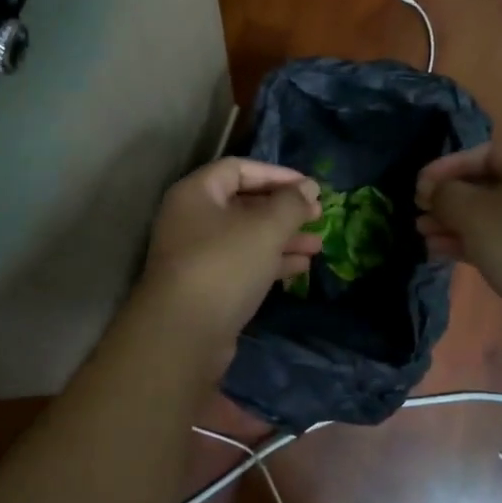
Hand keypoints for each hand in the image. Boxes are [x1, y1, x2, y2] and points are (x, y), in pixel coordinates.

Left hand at [139, 158, 322, 362]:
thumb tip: (308, 188)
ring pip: (246, 236)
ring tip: (317, 245)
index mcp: (196, 193)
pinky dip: (270, 262)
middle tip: (318, 217)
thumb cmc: (224, 265)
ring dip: (282, 238)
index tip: (310, 187)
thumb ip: (290, 204)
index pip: (239, 169)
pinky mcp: (206, 286)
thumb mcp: (265, 228)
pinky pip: (242, 263)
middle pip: (243, 203)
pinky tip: (301, 268)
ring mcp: (197, 254)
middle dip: (283, 210)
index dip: (277, 174)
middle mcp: (191, 219)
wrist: (184, 334)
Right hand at [415, 141, 501, 368]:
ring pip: (488, 217)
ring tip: (421, 232)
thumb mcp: (475, 212)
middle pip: (486, 186)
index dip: (448, 166)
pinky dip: (467, 243)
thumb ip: (446, 193)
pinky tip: (437, 250)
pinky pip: (495, 242)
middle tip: (419, 209)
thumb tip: (433, 192)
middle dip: (448, 198)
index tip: (419, 184)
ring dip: (453, 222)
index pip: (486, 154)